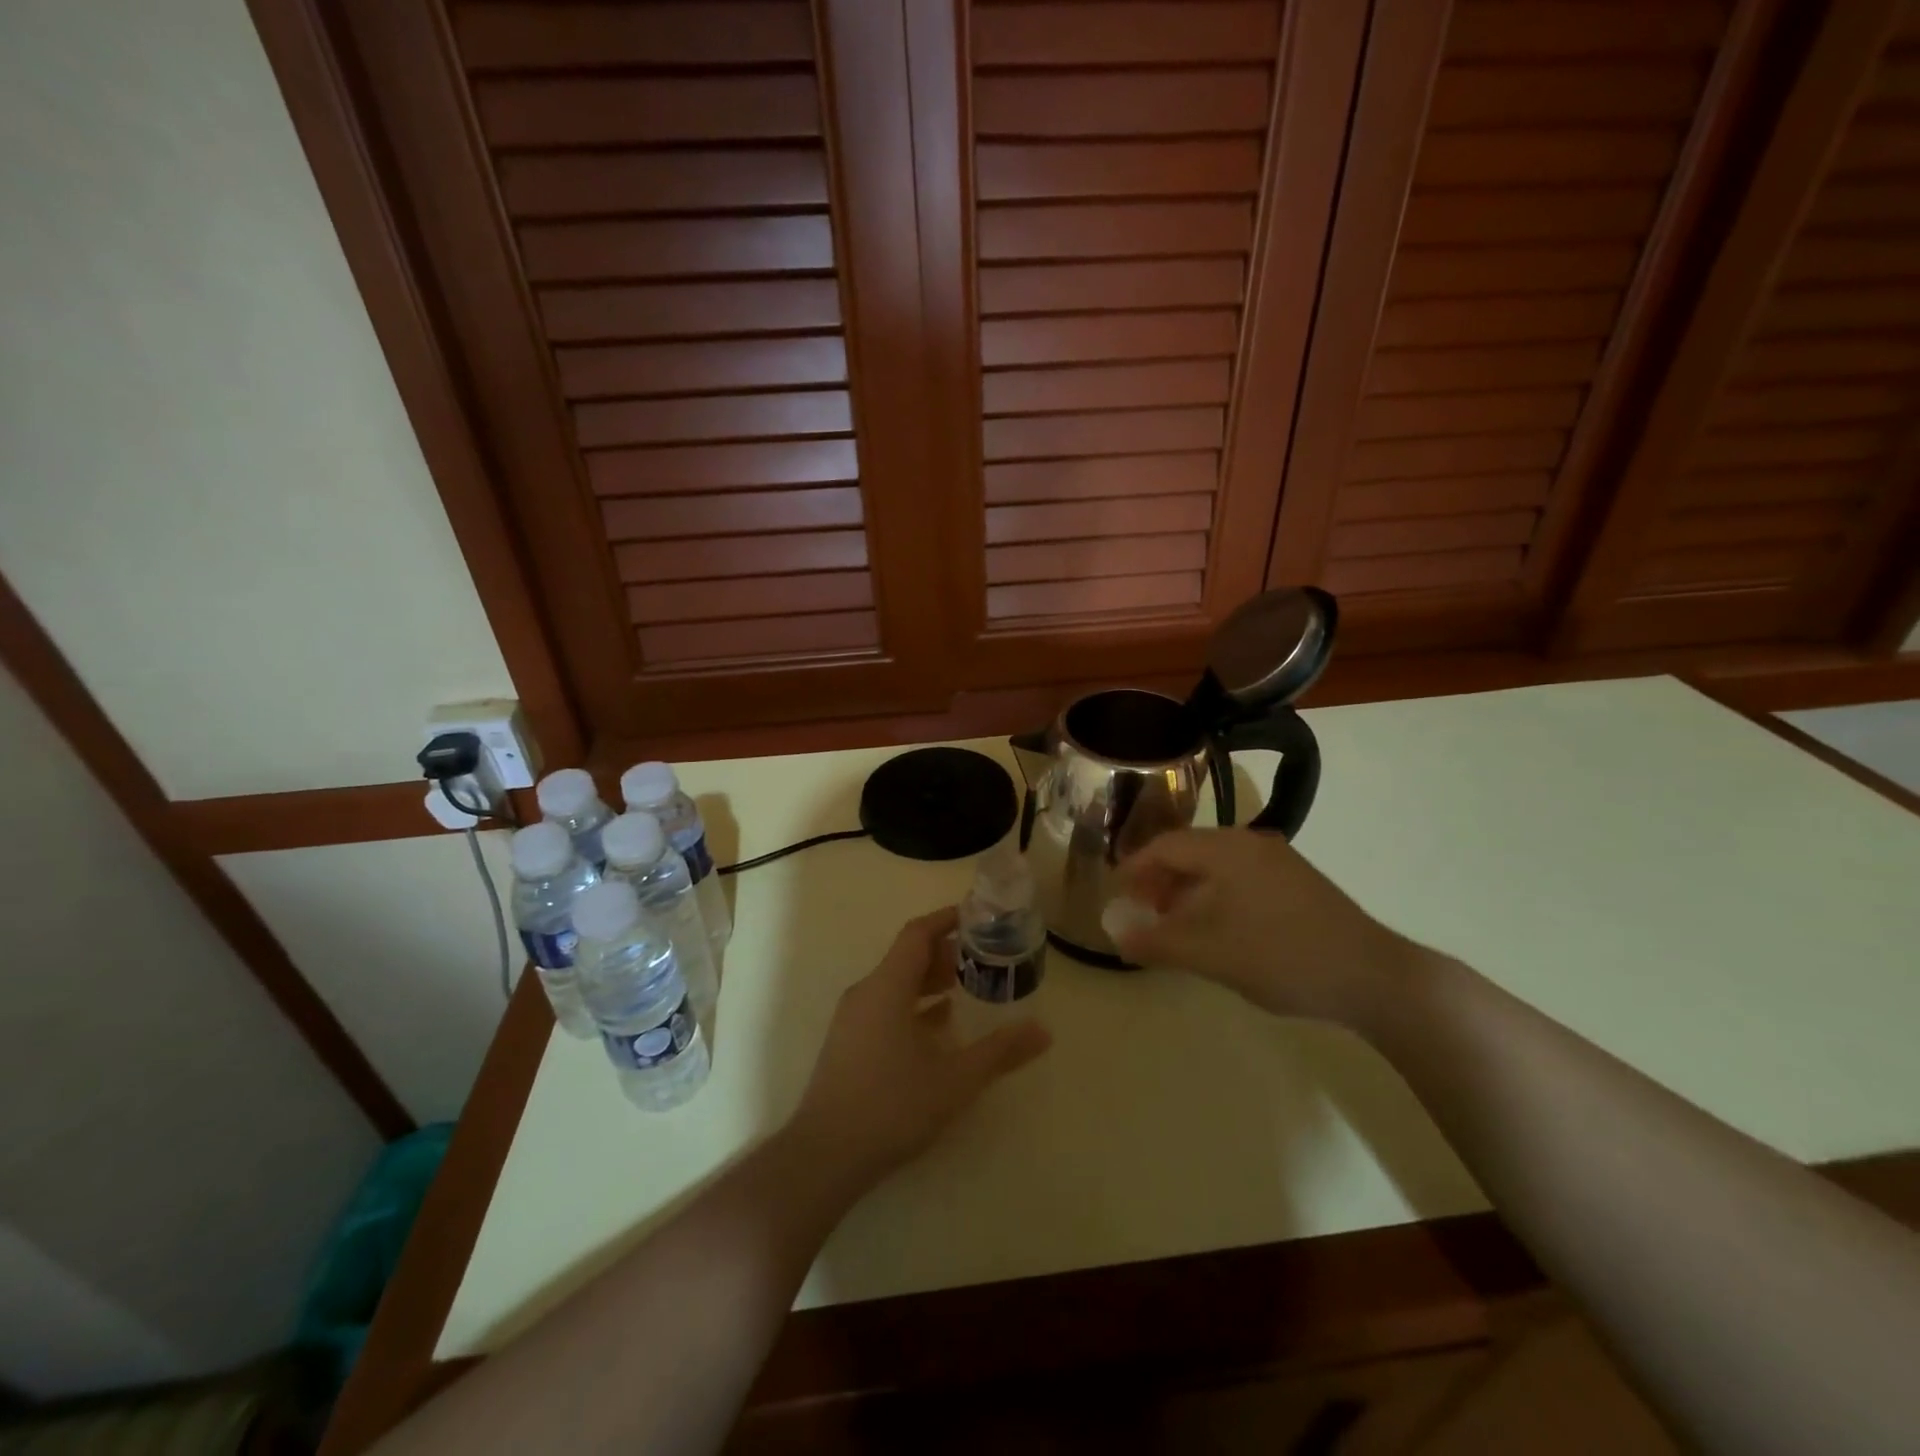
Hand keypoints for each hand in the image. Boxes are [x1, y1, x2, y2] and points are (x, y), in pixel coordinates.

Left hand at [791, 907, 1050, 1186]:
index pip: (918, 934)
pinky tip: (937, 1027)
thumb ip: (1000, 1051)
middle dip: (945, 952)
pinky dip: (913, 1005)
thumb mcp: (955, 1079)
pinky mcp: (848, 1044)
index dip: (947, 920)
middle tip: (982, 958)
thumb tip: (1044, 1031)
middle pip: (907, 957)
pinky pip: (885, 1006)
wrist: (824, 1156)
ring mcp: (853, 1019)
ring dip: (929, 980)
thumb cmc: (892, 1106)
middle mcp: (866, 993)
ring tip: (964, 988)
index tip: (978, 916)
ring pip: (895, 983)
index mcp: (887, 986)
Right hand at [1107, 829, 1419, 1027]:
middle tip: (1143, 911)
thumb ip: (1157, 941)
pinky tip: (1217, 928)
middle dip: (1160, 879)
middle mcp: (1251, 843)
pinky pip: (1240, 877)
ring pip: (1216, 865)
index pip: (1165, 846)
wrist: (1373, 977)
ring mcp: (1278, 861)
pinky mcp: (1297, 882)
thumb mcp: (1209, 954)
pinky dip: (1216, 895)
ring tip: (1175, 923)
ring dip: (1188, 889)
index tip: (1117, 895)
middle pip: (1190, 851)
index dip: (1135, 869)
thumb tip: (1115, 933)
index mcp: (1227, 850)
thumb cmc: (1281, 958)